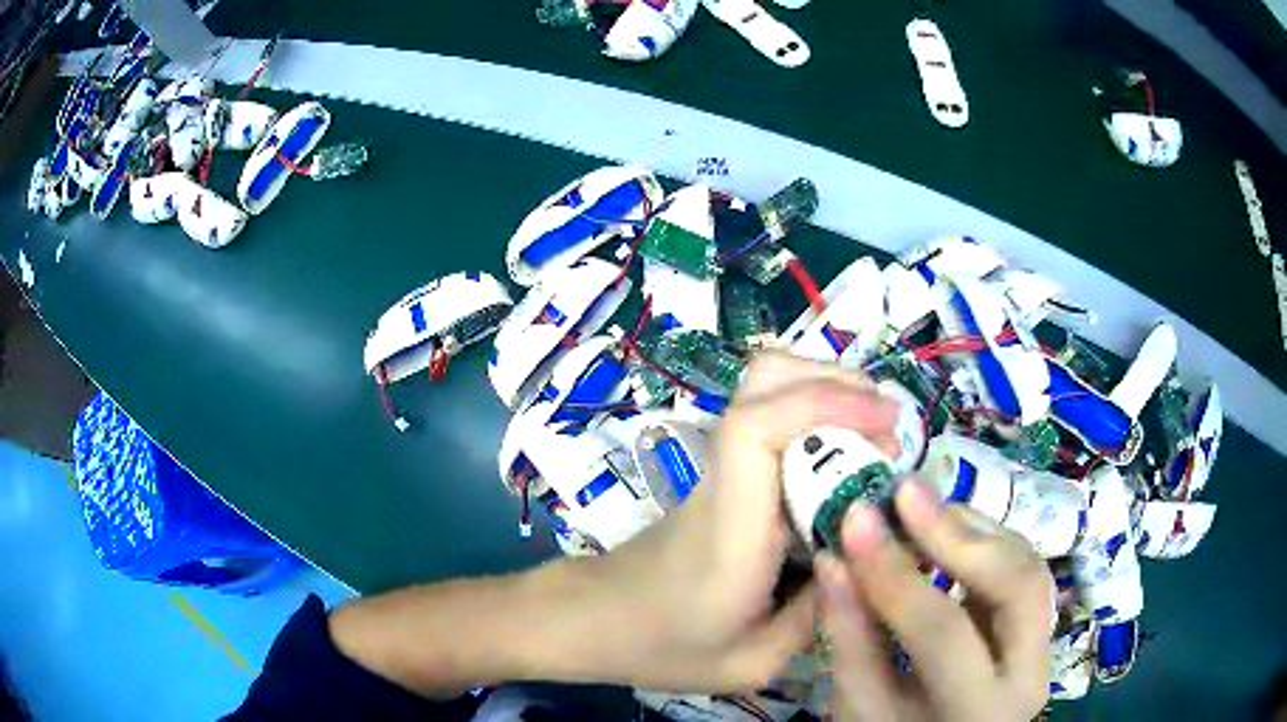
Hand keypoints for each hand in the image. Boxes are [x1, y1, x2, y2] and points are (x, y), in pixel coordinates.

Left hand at [590, 352, 900, 691]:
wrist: (593, 621)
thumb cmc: (661, 647)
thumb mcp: (749, 663)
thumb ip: (814, 617)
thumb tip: (863, 560)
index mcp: (731, 526)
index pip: (756, 427)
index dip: (824, 403)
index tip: (886, 420)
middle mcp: (724, 480)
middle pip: (764, 380)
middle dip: (838, 384)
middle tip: (889, 429)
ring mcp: (719, 470)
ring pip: (764, 386)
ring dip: (827, 389)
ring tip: (874, 430)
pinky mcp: (722, 476)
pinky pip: (768, 417)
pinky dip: (813, 410)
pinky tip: (842, 453)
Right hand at [816, 482, 1053, 720]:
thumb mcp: (860, 709)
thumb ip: (850, 640)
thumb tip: (833, 560)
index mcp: (979, 710)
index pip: (944, 633)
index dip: (897, 575)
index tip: (855, 519)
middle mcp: (1031, 673)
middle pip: (1018, 583)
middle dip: (959, 533)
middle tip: (904, 494)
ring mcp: (1044, 645)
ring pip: (1027, 564)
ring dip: (972, 530)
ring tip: (916, 509)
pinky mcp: (1040, 624)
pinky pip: (1020, 567)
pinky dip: (981, 541)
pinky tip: (943, 532)